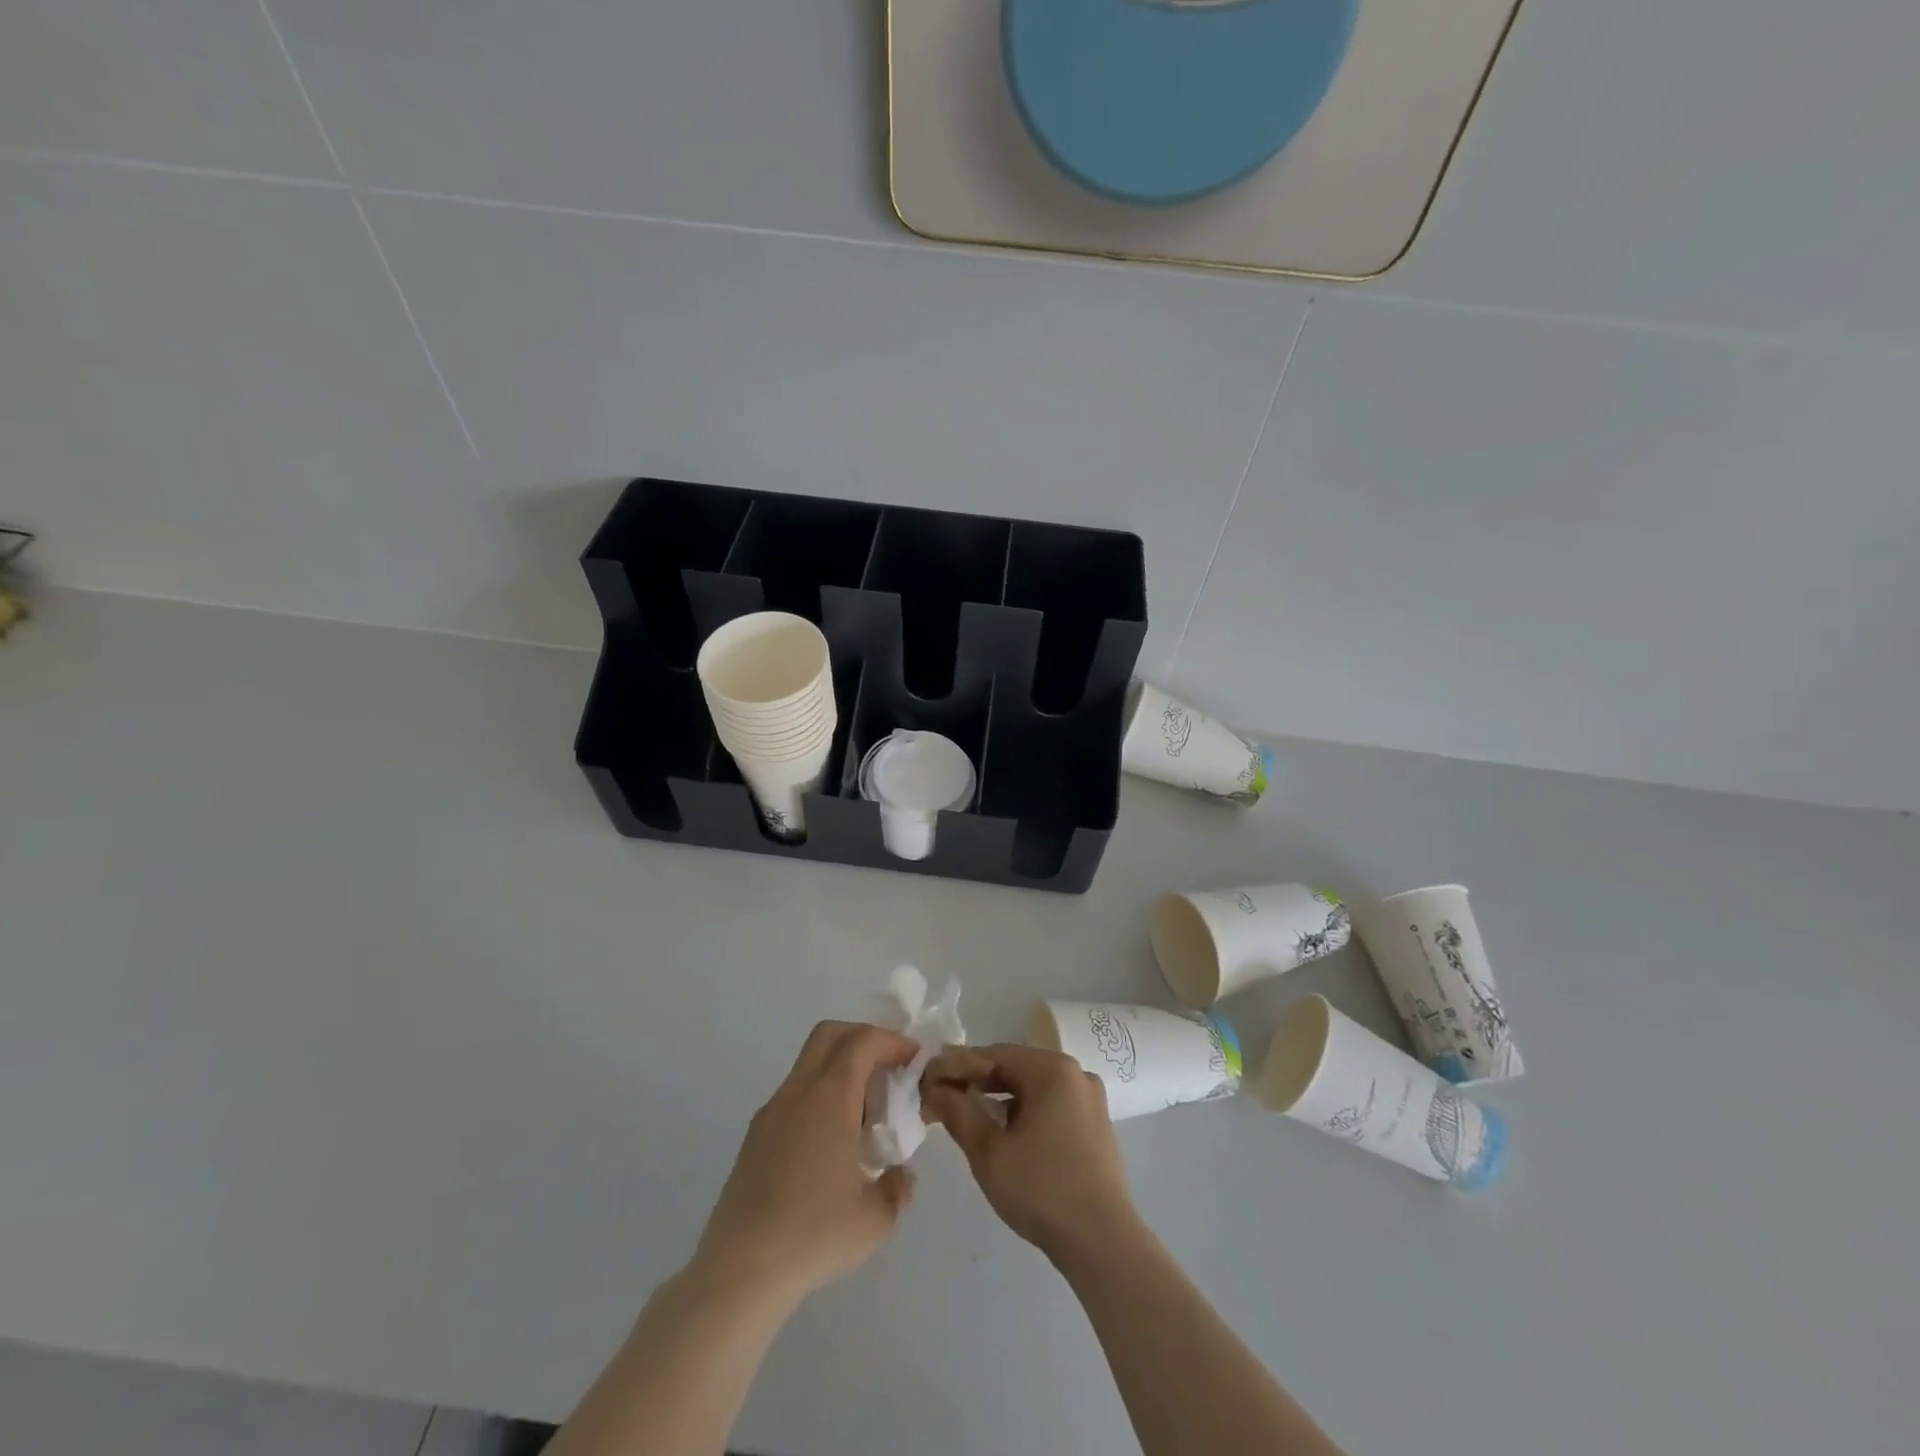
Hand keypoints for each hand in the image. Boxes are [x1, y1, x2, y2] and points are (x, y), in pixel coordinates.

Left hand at [692, 1021, 918, 1307]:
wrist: (740, 1270)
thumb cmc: (815, 1234)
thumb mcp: (875, 1219)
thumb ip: (897, 1188)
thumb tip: (902, 1177)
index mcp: (830, 1096)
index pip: (863, 1041)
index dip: (892, 1041)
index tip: (913, 1059)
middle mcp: (798, 1091)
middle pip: (830, 1035)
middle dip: (863, 1038)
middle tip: (888, 1068)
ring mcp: (772, 1112)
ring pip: (809, 1064)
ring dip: (841, 1069)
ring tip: (863, 1115)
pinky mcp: (755, 1136)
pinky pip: (794, 1095)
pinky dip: (820, 1096)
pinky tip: (831, 1144)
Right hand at [923, 1043, 1138, 1263]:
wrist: (1103, 1244)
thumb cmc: (1042, 1191)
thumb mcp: (988, 1152)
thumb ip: (957, 1111)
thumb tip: (933, 1087)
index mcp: (1052, 1069)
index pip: (993, 1054)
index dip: (956, 1066)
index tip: (927, 1081)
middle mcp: (1075, 1073)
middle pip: (1014, 1067)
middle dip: (977, 1082)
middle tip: (942, 1099)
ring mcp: (1089, 1098)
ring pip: (1032, 1086)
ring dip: (999, 1098)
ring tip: (967, 1116)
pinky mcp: (1095, 1123)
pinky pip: (1050, 1103)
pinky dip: (1024, 1111)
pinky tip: (1004, 1133)